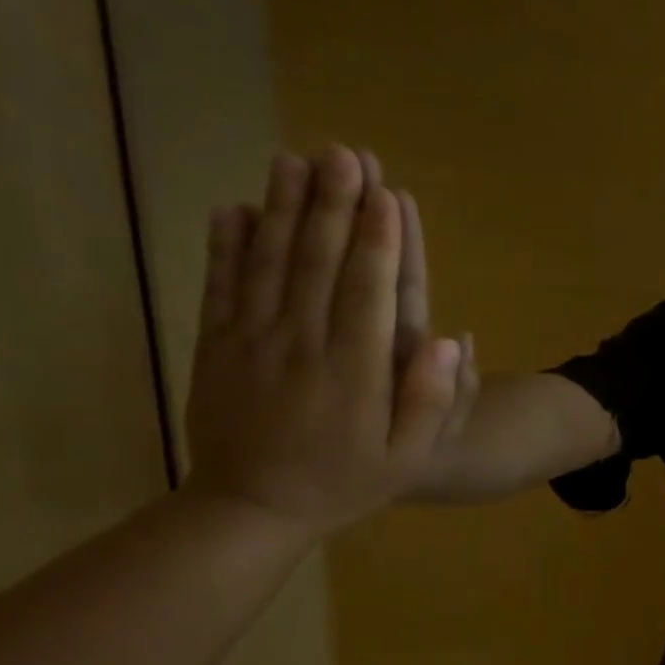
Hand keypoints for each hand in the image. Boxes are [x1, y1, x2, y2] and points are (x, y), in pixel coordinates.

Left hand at [183, 147, 462, 537]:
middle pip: (317, 261)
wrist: (249, 510)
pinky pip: (221, 287)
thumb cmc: (344, 482)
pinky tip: (234, 208)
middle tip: (344, 154)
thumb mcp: (408, 458)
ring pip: (268, 262)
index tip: (387, 193)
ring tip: (294, 160)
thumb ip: (431, 401)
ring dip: (282, 208)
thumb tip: (447, 338)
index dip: (378, 239)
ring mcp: (251, 341)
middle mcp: (301, 343)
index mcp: (353, 370)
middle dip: (332, 204)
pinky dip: (226, 245)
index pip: (368, 290)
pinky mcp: (217, 346)